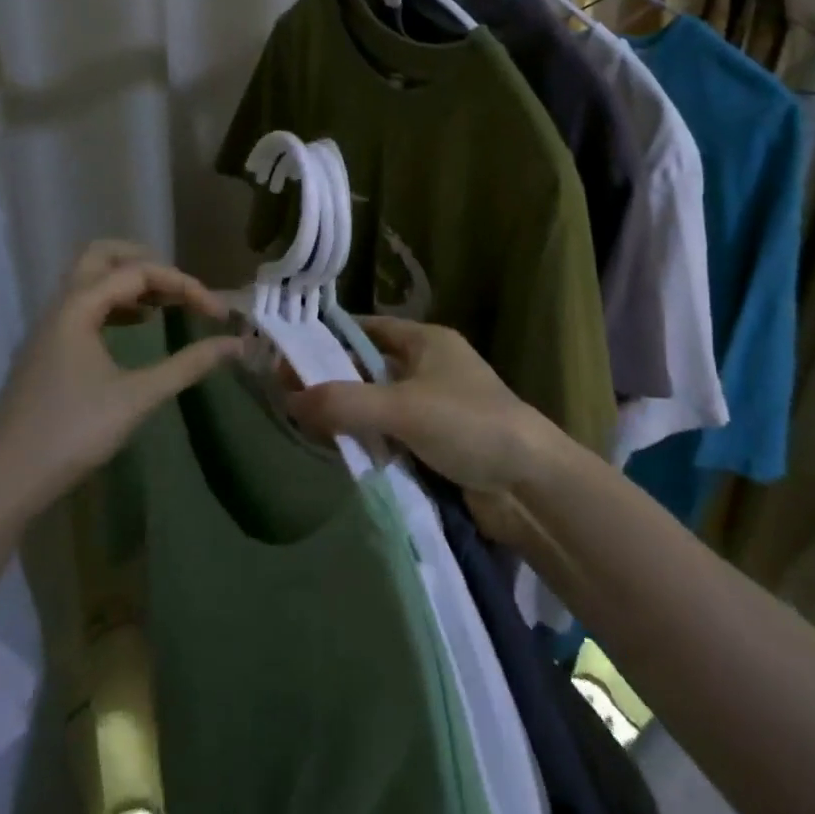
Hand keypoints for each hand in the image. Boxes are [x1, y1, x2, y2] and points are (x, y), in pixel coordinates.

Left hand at [0, 241, 241, 515]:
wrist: (3, 479)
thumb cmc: (72, 432)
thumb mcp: (138, 397)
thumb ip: (188, 365)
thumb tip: (235, 344)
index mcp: (79, 307)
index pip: (139, 272)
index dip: (185, 285)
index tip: (218, 313)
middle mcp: (61, 306)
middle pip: (102, 256)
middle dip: (146, 262)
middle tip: (180, 287)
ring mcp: (50, 328)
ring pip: (91, 281)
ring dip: (129, 283)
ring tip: (166, 305)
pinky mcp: (48, 350)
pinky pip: (84, 306)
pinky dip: (115, 305)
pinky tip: (138, 327)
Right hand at [285, 317, 549, 497]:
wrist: (529, 484)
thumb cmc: (468, 424)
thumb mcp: (402, 407)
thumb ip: (344, 402)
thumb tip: (287, 400)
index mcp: (427, 342)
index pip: (368, 329)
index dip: (330, 338)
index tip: (289, 354)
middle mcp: (430, 368)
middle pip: (370, 368)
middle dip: (334, 382)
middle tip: (285, 397)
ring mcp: (434, 408)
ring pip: (378, 406)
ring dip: (349, 417)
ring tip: (300, 428)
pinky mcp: (437, 445)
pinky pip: (392, 437)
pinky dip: (368, 443)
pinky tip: (337, 454)